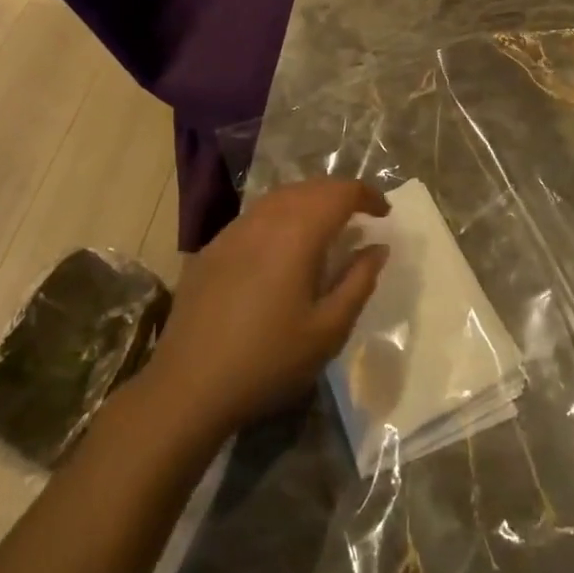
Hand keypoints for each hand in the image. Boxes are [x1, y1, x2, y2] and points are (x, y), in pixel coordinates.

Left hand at [143, 178, 389, 438]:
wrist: (188, 385)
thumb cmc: (268, 360)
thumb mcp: (328, 331)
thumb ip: (358, 282)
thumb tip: (377, 248)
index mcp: (298, 232)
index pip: (340, 192)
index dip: (367, 195)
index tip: (384, 213)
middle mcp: (266, 218)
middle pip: (310, 187)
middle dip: (339, 194)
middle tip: (360, 216)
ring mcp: (234, 229)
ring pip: (280, 196)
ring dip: (309, 202)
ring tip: (325, 227)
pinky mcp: (213, 246)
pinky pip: (256, 215)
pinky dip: (280, 217)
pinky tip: (281, 247)